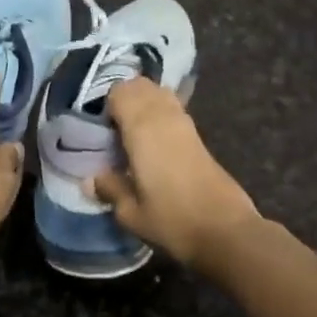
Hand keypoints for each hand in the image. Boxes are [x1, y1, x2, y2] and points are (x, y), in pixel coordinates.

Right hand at [89, 78, 258, 272]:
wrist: (225, 231)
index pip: (120, 91)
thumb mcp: (131, 213)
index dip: (106, 104)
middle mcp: (163, 115)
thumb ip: (110, 189)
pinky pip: (172, 107)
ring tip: (132, 133)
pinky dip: (159, 112)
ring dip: (143, 103)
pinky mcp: (198, 134)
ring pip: (159, 92)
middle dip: (124, 98)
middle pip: (140, 85)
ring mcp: (184, 122)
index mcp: (141, 128)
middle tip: (113, 129)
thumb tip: (91, 178)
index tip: (100, 129)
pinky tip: (153, 141)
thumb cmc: (172, 220)